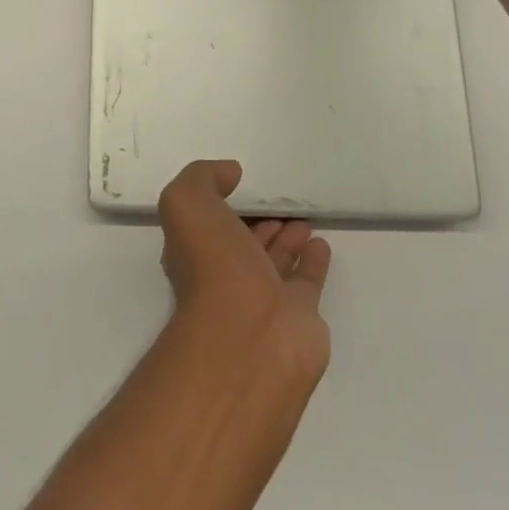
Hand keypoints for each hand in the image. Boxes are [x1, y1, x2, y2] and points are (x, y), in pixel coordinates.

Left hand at [157, 160, 331, 382]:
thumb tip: (228, 173)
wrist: (251, 336)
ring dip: (287, 240)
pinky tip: (321, 244)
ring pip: (274, 261)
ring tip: (304, 219)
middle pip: (242, 244)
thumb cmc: (212, 266)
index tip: (240, 183)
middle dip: (257, 223)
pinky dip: (313, 262)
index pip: (207, 224)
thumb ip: (202, 179)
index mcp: (193, 253)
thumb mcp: (187, 204)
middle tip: (279, 204)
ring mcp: (262, 299)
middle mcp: (224, 277)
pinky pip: (306, 281)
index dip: (221, 204)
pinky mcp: (298, 316)